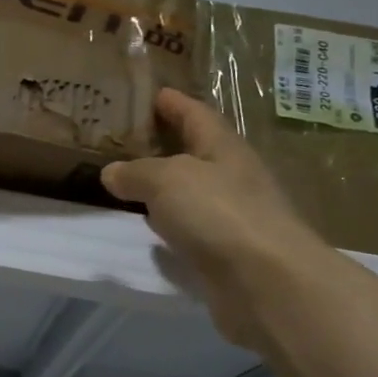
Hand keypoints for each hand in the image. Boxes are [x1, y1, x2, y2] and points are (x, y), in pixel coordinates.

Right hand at [102, 89, 330, 349]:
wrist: (266, 283)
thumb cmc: (219, 214)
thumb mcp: (167, 180)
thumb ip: (136, 173)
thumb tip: (111, 172)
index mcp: (224, 147)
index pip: (196, 115)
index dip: (175, 103)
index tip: (154, 93)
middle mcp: (233, 177)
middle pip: (197, 153)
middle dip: (167, 145)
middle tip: (129, 140)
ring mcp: (234, 217)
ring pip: (193, 193)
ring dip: (166, 188)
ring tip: (130, 184)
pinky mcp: (228, 252)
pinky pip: (192, 229)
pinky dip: (171, 224)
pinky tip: (151, 230)